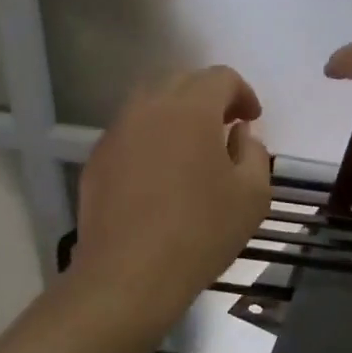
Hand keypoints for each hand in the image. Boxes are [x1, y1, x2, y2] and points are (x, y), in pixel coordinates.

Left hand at [73, 65, 270, 324]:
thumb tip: (239, 134)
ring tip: (192, 148)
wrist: (128, 275)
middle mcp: (149, 107)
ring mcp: (117, 132)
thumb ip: (254, 152)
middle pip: (183, 81)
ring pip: (151, 103)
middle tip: (225, 128)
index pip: (221, 77)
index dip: (243, 93)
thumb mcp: (252, 195)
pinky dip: (151, 138)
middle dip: (209, 97)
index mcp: (191, 108)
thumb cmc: (200, 231)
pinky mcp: (98, 159)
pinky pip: (131, 132)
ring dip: (177, 114)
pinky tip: (161, 174)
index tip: (252, 121)